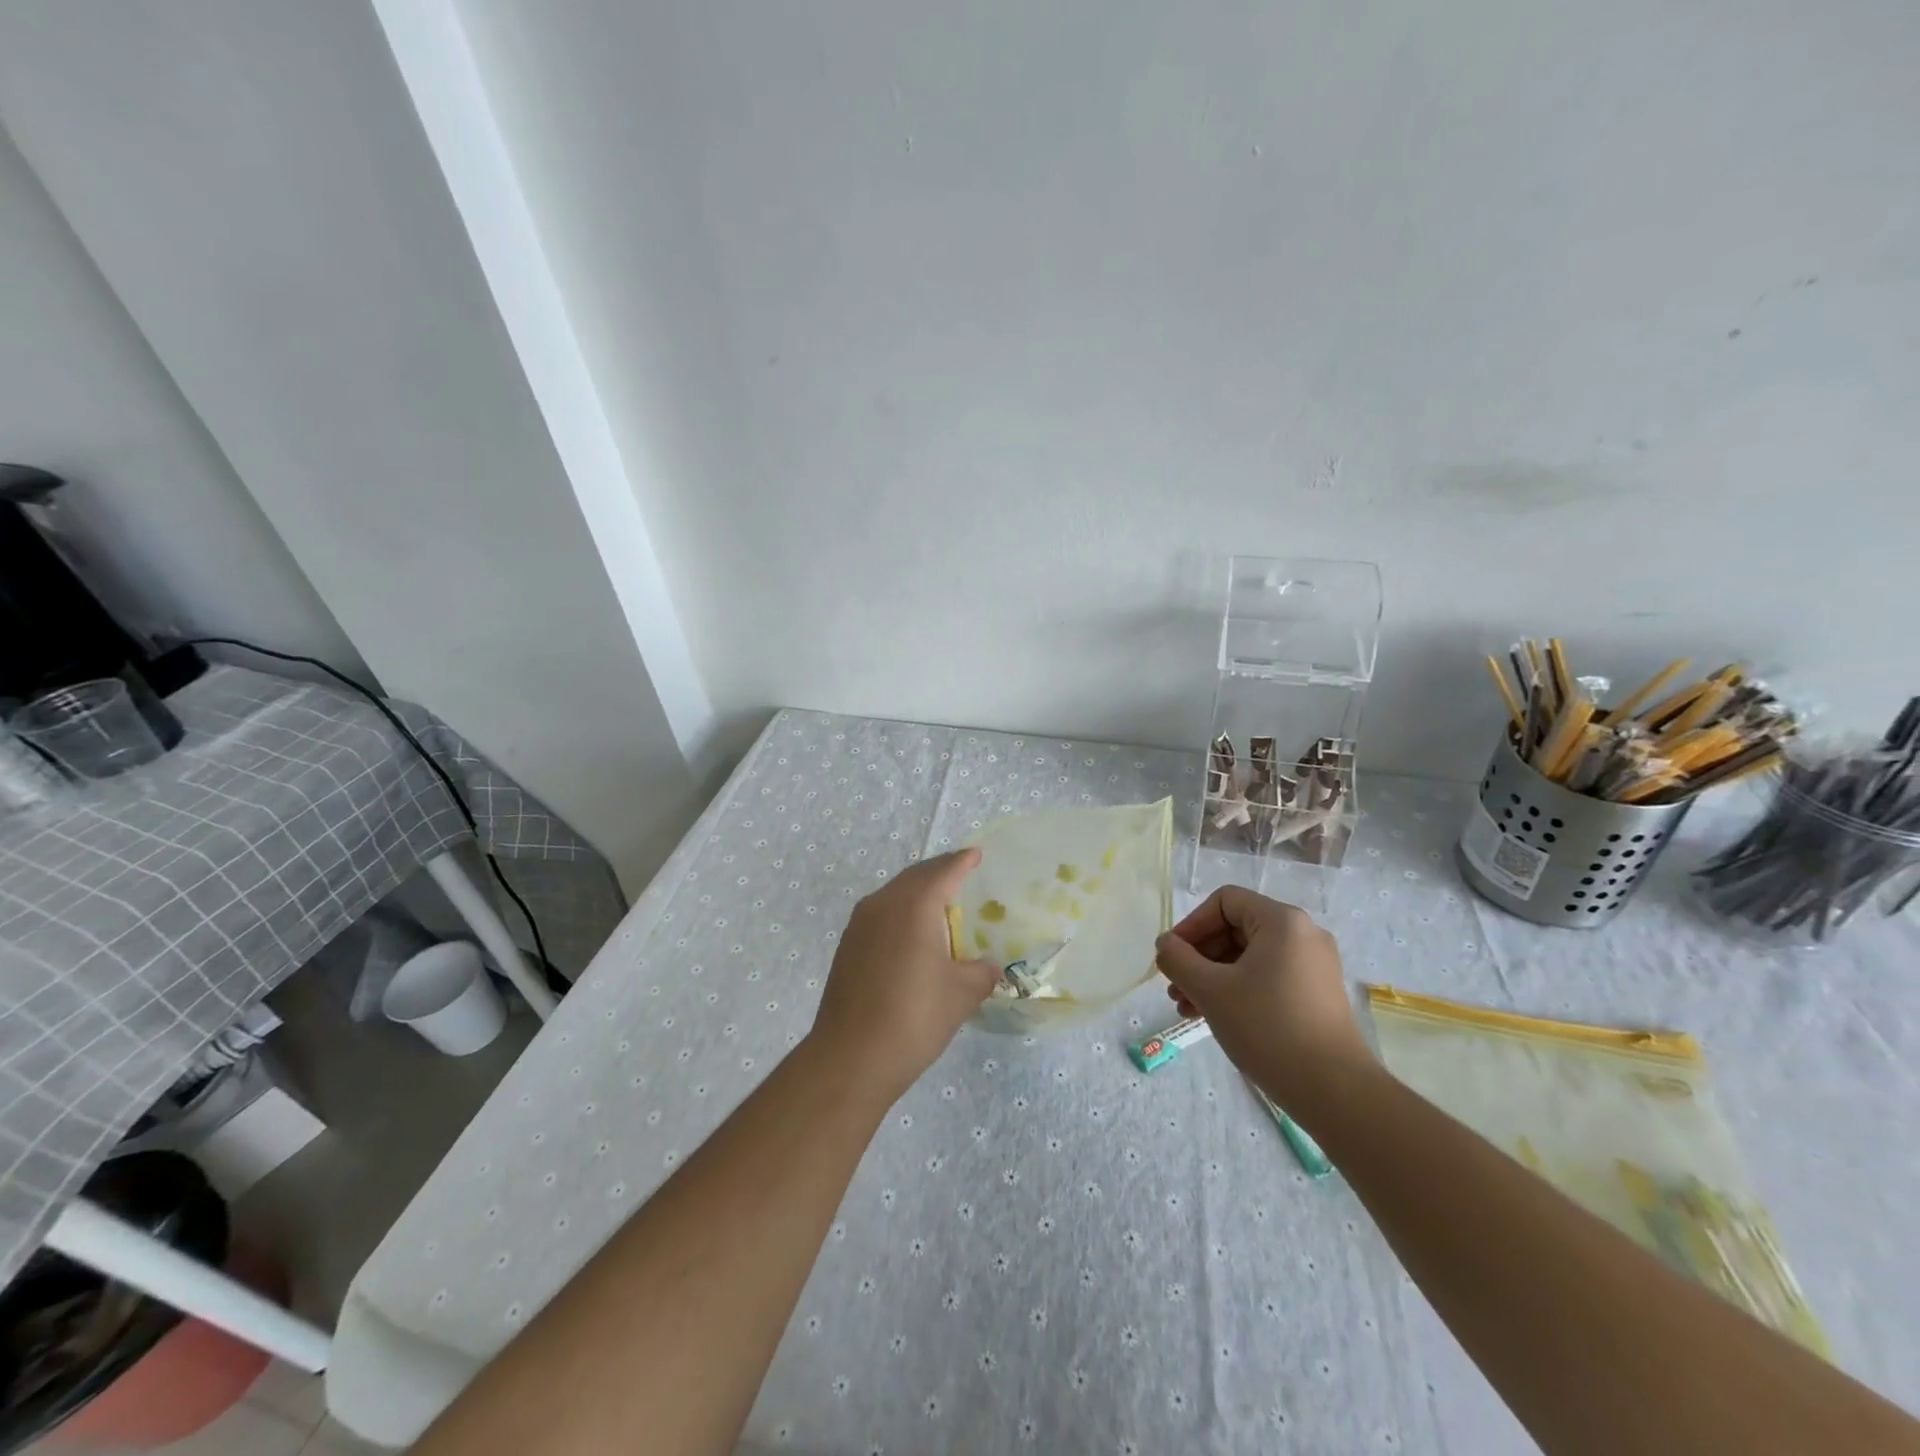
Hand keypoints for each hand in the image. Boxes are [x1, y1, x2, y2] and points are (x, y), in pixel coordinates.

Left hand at [810, 849, 1000, 1104]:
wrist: (852, 1057)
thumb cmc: (915, 1017)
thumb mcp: (962, 994)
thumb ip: (981, 972)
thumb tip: (987, 966)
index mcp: (914, 905)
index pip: (943, 871)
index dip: (962, 861)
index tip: (976, 854)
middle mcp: (883, 904)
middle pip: (916, 877)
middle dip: (940, 873)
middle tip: (962, 875)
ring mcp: (859, 925)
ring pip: (894, 895)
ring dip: (918, 893)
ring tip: (941, 905)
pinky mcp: (848, 946)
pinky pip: (881, 915)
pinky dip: (901, 913)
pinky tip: (913, 935)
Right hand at [1153, 888, 1374, 1111]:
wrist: (1335, 1091)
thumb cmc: (1268, 1027)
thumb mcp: (1210, 990)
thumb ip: (1178, 959)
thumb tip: (1165, 944)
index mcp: (1282, 921)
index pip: (1224, 902)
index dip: (1191, 925)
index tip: (1171, 957)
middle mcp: (1303, 934)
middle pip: (1235, 928)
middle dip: (1199, 957)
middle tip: (1175, 987)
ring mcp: (1313, 965)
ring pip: (1248, 956)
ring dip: (1213, 976)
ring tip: (1187, 1008)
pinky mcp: (1316, 994)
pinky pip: (1267, 976)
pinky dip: (1237, 989)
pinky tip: (1215, 1016)